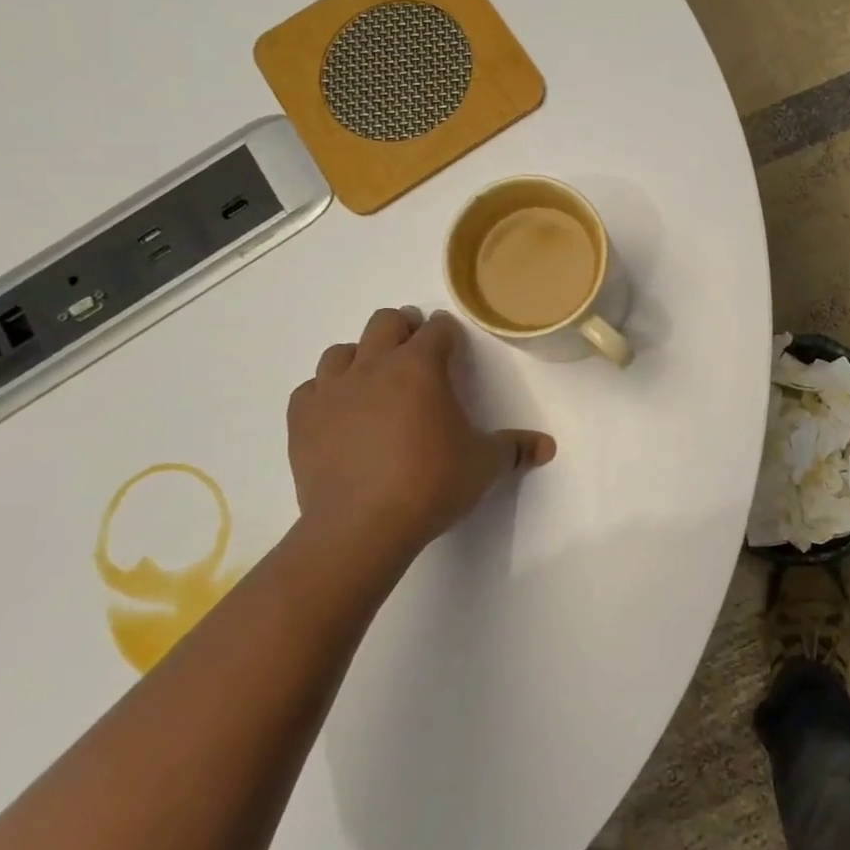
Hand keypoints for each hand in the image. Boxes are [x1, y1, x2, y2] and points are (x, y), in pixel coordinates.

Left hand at [286, 307, 554, 568]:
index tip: (453, 345)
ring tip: (375, 381)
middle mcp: (374, 366)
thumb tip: (547, 447)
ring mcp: (332, 390)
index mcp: (421, 367)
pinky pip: (311, 389)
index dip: (448, 333)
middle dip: (404, 328)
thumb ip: (515, 449)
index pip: (437, 329)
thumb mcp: (484, 465)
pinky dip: (326, 392)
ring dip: (362, 357)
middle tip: (416, 351)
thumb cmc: (431, 485)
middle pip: (386, 322)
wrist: (361, 527)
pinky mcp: (302, 419)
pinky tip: (339, 413)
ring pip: (342, 350)